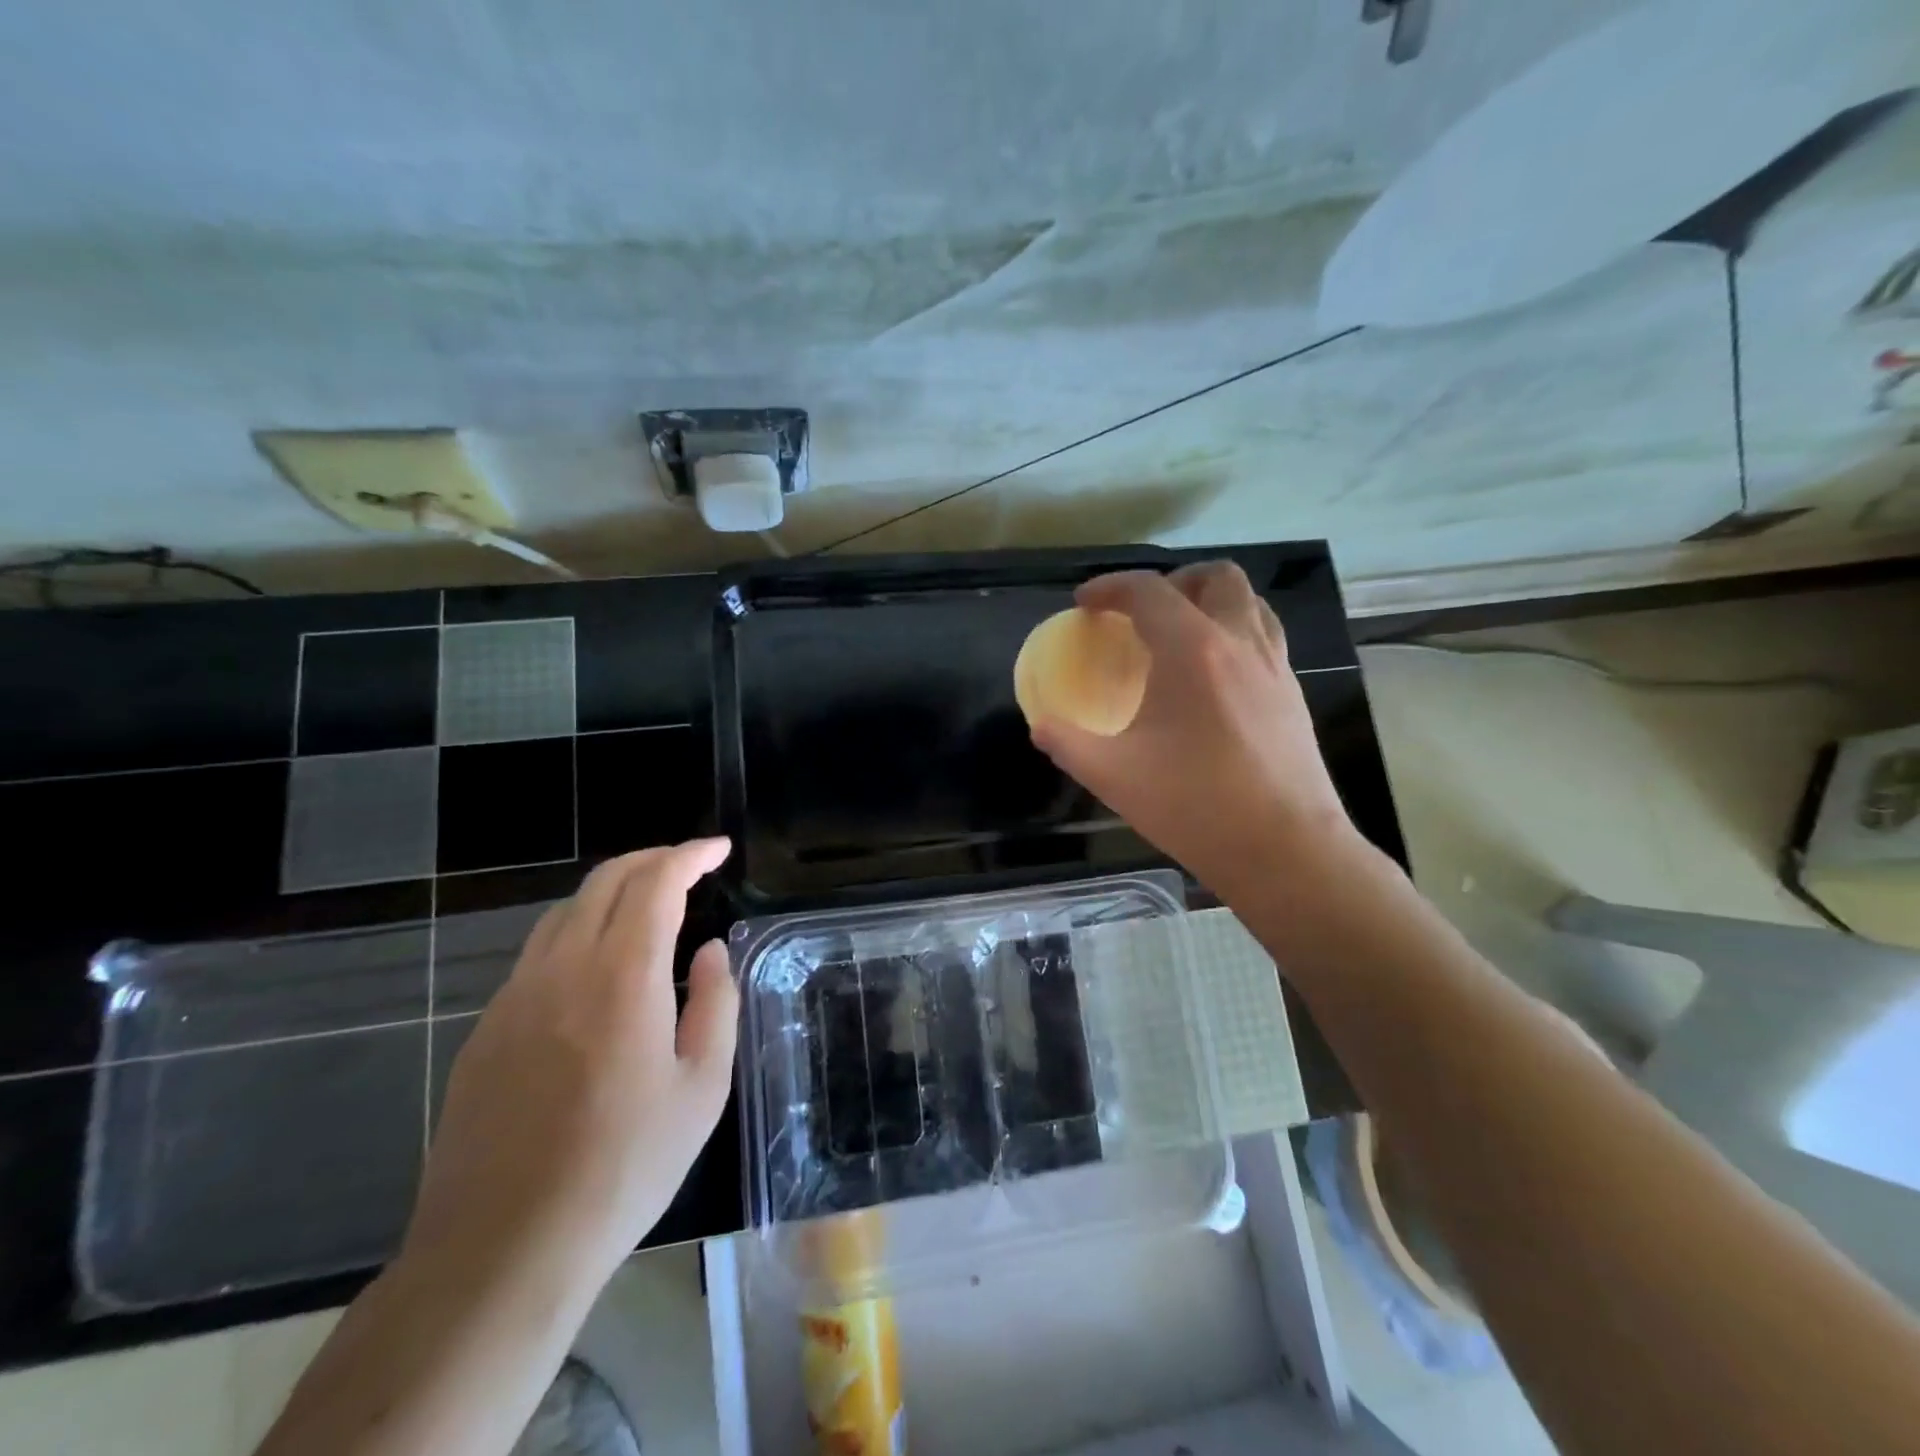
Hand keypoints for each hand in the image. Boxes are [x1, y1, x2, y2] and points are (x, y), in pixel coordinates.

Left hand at [404, 839, 737, 1291]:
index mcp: (622, 976)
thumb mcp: (702, 1088)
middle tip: (689, 867)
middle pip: (605, 880)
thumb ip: (715, 1004)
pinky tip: (597, 971)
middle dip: (652, 860)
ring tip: (648, 910)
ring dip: (612, 893)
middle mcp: (563, 968)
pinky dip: (579, 933)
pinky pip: (538, 954)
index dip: (690, 855)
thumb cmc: (624, 1167)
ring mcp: (515, 996)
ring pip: (565, 911)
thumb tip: (710, 952)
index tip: (719, 850)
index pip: (656, 882)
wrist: (503, 1248)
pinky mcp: (487, 1029)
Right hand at [1030, 563, 1365, 903]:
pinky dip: (1235, 632)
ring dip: (1210, 601)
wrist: (1284, 850)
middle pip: (1216, 577)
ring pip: (1249, 601)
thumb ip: (1067, 743)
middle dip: (1173, 581)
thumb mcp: (1112, 776)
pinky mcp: (1293, 694)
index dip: (1109, 588)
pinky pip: (1265, 636)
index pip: (1148, 591)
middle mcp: (1239, 643)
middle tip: (1141, 613)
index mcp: (1191, 651)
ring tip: (1180, 633)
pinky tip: (1214, 676)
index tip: (1084, 604)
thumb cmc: (1194, 806)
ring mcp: (1274, 667)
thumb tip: (1042, 726)